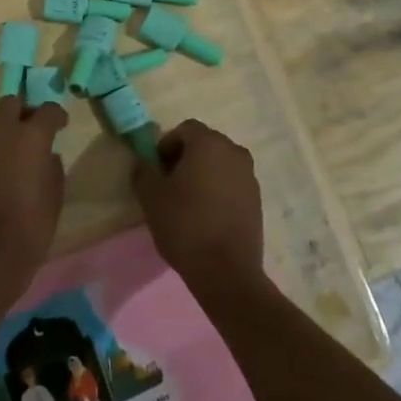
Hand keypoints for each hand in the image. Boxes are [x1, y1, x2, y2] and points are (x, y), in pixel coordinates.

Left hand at [0, 96, 67, 318]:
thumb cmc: (31, 226)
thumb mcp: (55, 196)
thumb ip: (52, 167)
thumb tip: (47, 156)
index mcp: (31, 137)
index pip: (47, 110)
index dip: (57, 115)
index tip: (61, 125)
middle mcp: (2, 134)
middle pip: (11, 103)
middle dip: (24, 110)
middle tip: (34, 129)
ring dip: (7, 132)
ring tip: (18, 156)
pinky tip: (1, 174)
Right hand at [132, 119, 265, 297]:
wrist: (226, 271)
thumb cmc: (185, 225)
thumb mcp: (151, 196)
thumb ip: (143, 171)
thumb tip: (144, 162)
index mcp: (209, 143)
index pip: (185, 129)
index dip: (167, 145)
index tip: (157, 170)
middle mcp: (234, 152)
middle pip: (205, 145)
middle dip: (185, 158)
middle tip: (168, 185)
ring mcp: (250, 177)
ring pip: (220, 165)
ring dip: (203, 175)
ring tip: (187, 203)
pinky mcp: (257, 201)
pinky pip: (232, 184)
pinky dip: (218, 191)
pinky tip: (206, 216)